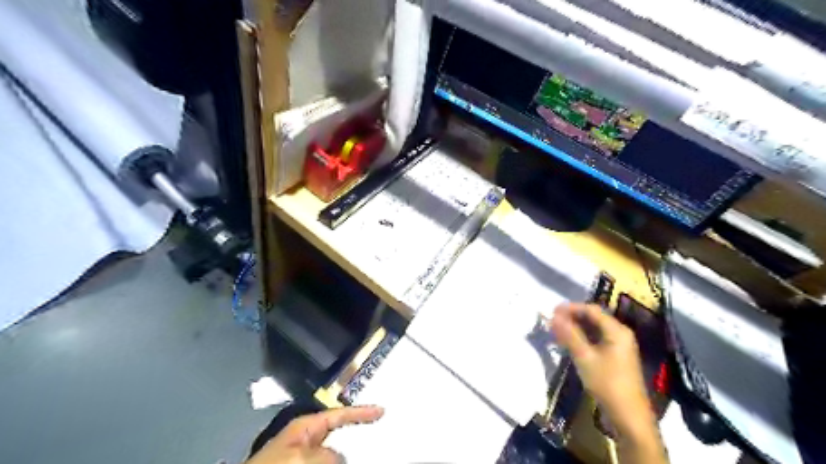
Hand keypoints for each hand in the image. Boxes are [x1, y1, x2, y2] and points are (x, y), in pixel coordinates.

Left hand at [246, 405, 385, 462]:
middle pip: (340, 437)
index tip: (382, 410)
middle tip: (377, 438)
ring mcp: (304, 458)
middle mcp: (306, 441)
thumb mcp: (300, 456)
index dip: (361, 411)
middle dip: (356, 439)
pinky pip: (327, 462)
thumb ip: (327, 454)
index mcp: (305, 427)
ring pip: (334, 456)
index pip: (339, 414)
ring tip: (366, 451)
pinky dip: (337, 461)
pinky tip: (346, 459)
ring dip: (346, 455)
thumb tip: (341, 458)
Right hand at [555, 303, 651, 436]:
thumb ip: (569, 335)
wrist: (629, 417)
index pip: (591, 310)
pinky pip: (596, 340)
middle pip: (593, 318)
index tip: (552, 310)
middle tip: (552, 321)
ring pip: (594, 330)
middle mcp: (620, 334)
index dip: (571, 308)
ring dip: (575, 328)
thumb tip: (553, 316)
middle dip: (572, 318)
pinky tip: (568, 343)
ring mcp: (619, 346)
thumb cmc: (607, 383)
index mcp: (616, 331)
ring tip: (556, 331)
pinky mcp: (615, 358)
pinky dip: (582, 339)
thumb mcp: (585, 358)